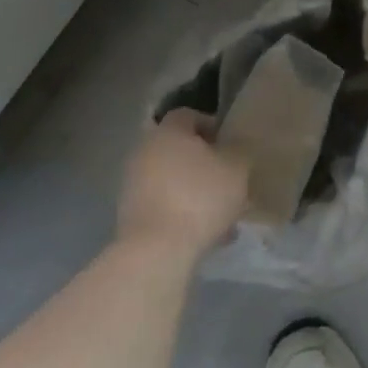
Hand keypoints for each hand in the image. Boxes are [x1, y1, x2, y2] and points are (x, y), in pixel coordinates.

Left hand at [116, 110, 248, 258]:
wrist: (155, 252)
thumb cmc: (200, 197)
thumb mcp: (237, 168)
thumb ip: (238, 152)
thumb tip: (234, 149)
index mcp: (169, 132)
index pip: (188, 115)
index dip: (210, 125)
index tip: (228, 143)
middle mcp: (145, 152)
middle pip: (177, 149)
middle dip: (203, 162)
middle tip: (226, 178)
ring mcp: (132, 186)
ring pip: (171, 180)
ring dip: (193, 190)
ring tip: (221, 213)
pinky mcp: (129, 217)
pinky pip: (162, 206)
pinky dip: (181, 213)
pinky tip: (205, 234)